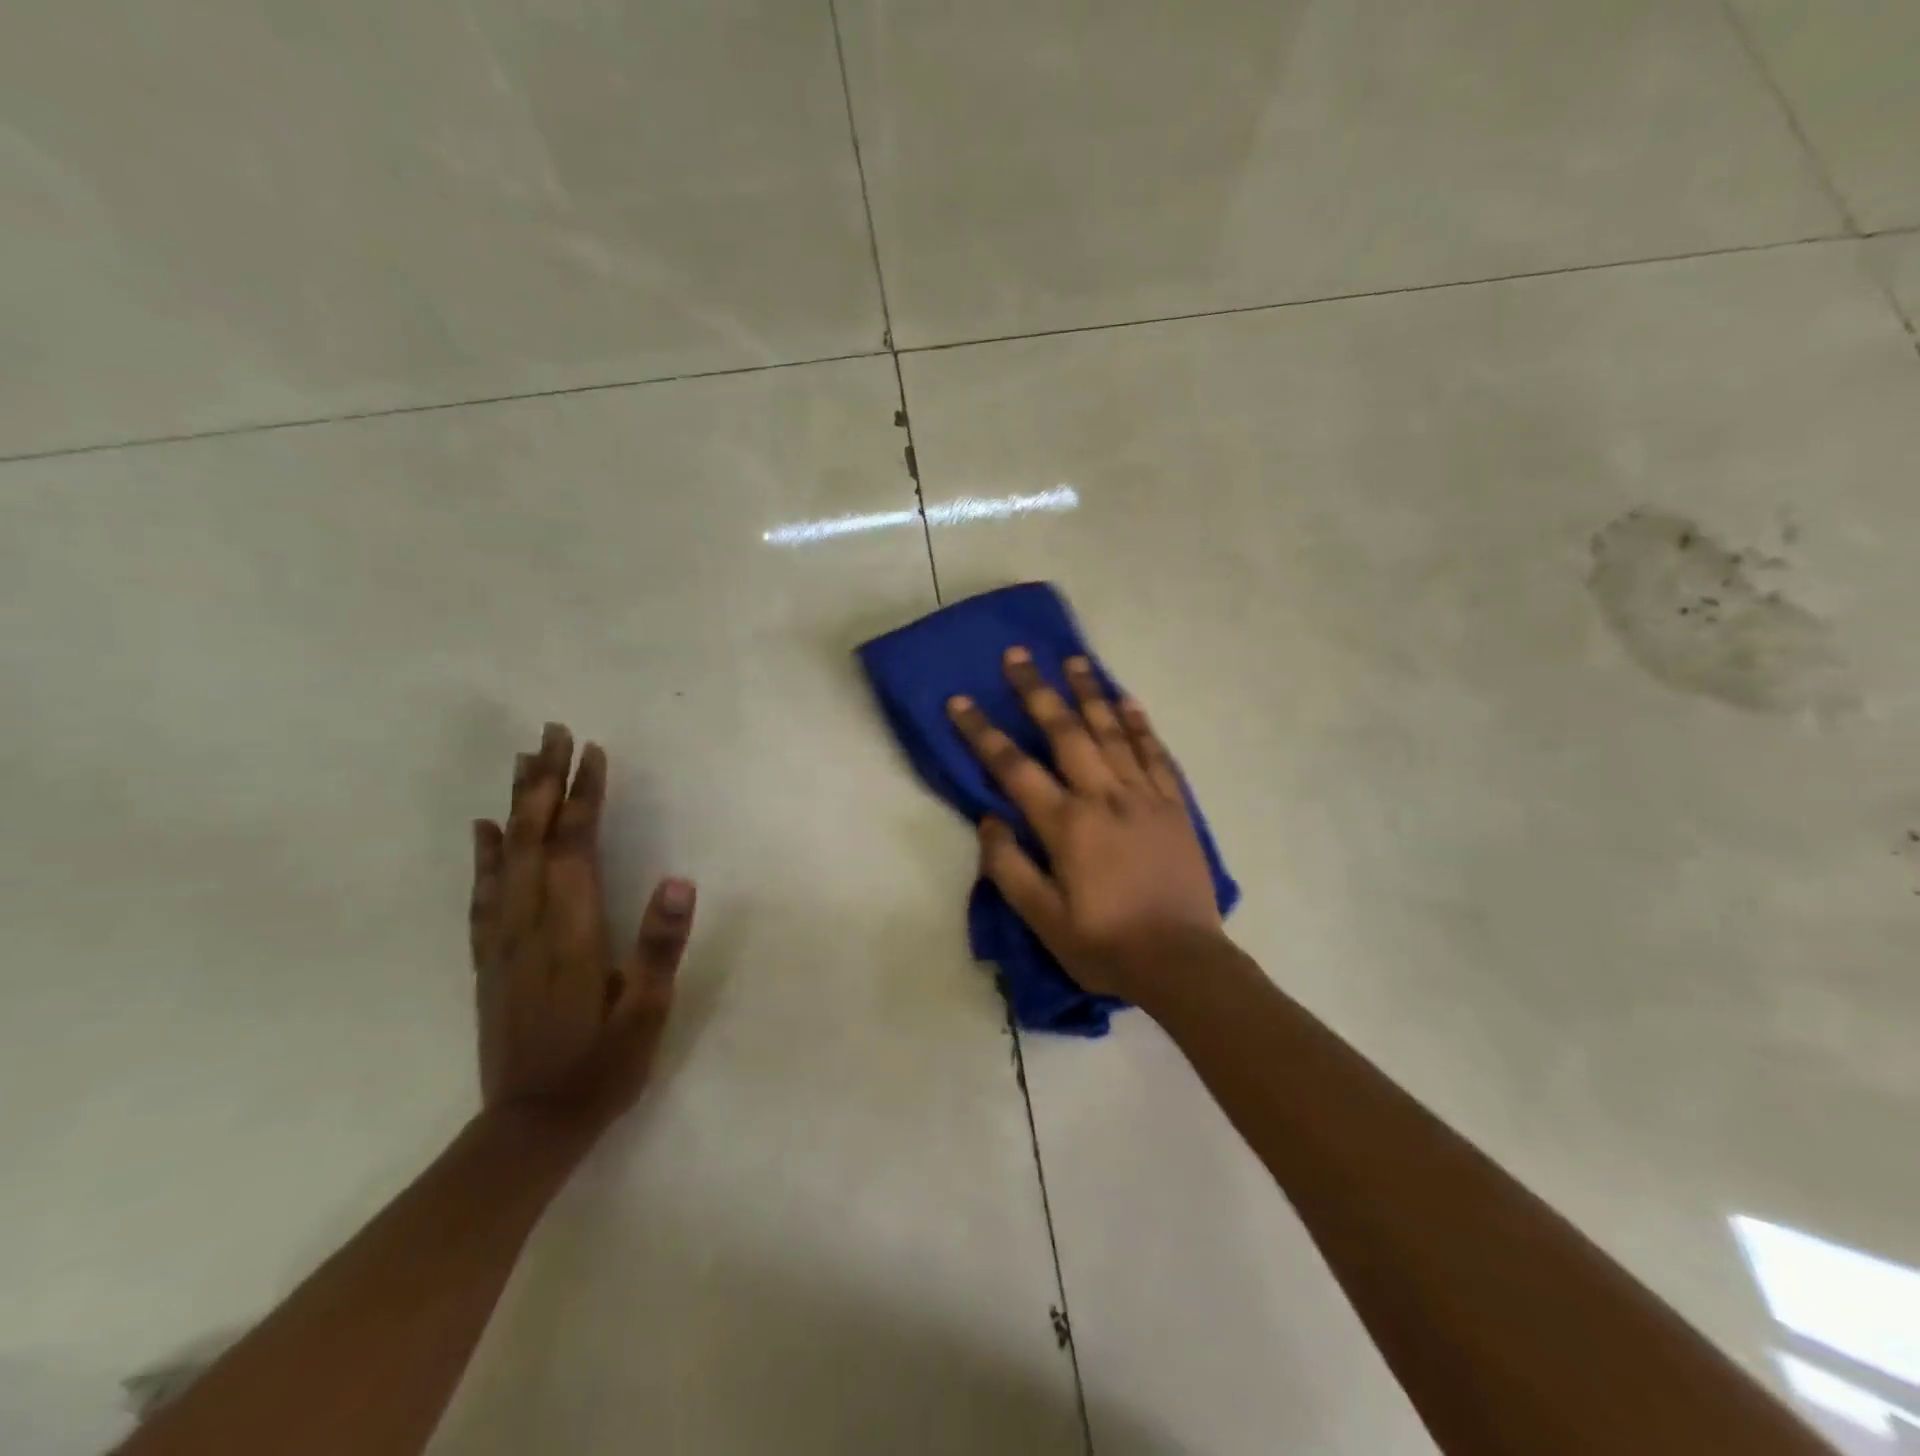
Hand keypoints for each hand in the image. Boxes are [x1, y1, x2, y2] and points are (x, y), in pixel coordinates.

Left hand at [469, 723, 694, 1138]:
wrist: (529, 1128)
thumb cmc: (602, 1066)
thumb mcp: (647, 1012)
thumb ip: (660, 945)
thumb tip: (678, 880)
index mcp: (572, 931)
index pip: (576, 845)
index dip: (583, 796)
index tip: (591, 751)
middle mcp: (531, 924)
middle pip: (533, 838)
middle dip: (543, 782)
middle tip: (550, 732)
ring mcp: (503, 941)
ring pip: (505, 856)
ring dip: (514, 804)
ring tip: (521, 762)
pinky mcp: (490, 959)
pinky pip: (483, 893)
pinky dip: (483, 854)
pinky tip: (484, 831)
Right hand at [946, 649, 1225, 1002]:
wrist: (1183, 963)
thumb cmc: (1106, 945)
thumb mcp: (1043, 920)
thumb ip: (1010, 867)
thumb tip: (990, 820)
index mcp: (1067, 825)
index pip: (1014, 768)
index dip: (983, 733)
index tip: (960, 701)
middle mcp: (1104, 798)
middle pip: (1065, 732)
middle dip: (1037, 691)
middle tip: (1018, 655)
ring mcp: (1144, 797)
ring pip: (1112, 732)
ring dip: (1090, 692)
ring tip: (1073, 659)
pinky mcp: (1174, 805)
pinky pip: (1156, 754)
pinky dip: (1140, 724)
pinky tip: (1128, 701)